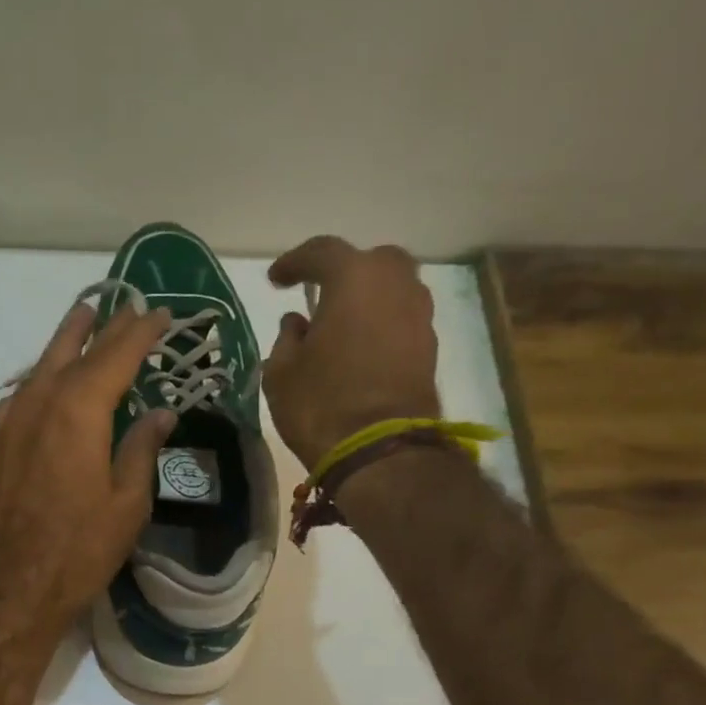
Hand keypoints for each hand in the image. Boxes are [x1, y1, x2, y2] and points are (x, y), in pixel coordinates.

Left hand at [0, 300, 176, 641]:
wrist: (5, 593)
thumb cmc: (77, 552)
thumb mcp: (126, 504)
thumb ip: (142, 449)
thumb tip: (160, 412)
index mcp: (78, 411)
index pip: (116, 355)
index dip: (141, 331)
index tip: (161, 313)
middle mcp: (37, 403)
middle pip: (74, 351)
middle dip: (103, 327)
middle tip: (124, 306)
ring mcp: (5, 423)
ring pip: (39, 368)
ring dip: (64, 344)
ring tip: (82, 322)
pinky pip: (17, 398)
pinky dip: (38, 381)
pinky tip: (43, 384)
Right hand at [264, 237, 440, 469]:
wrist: (382, 451)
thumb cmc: (321, 405)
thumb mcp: (281, 373)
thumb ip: (286, 339)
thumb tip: (298, 323)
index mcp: (354, 279)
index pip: (321, 253)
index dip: (294, 262)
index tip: (277, 280)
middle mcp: (395, 285)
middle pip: (371, 261)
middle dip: (345, 272)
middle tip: (320, 294)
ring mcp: (418, 317)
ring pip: (393, 290)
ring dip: (367, 300)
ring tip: (341, 325)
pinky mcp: (429, 349)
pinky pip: (401, 321)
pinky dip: (381, 326)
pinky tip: (360, 349)